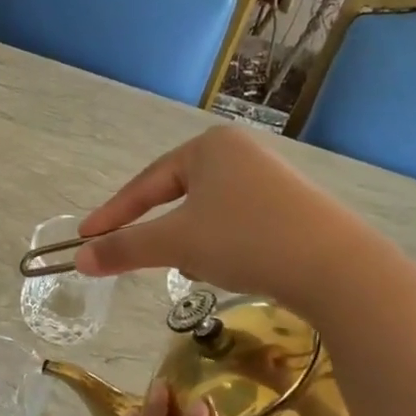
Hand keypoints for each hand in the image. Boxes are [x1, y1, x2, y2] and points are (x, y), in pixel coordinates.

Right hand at [75, 126, 335, 298]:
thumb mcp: (176, 244)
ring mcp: (269, 179)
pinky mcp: (290, 208)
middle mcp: (239, 153)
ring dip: (194, 243)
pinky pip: (236, 224)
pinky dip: (223, 247)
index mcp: (208, 146)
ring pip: (206, 215)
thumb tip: (79, 260)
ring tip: (206, 268)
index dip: (112, 214)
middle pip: (177, 198)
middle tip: (144, 258)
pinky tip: (236, 268)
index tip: (85, 238)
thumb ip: (124, 248)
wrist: (337, 268)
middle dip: (162, 233)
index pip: (145, 183)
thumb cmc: (245, 240)